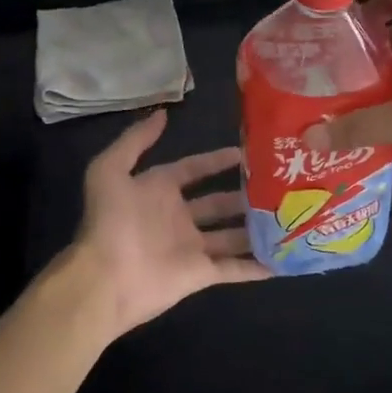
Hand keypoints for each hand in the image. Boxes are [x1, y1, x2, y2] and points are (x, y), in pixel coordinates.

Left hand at [60, 109, 268, 338]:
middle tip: (276, 184)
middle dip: (244, 194)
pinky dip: (257, 265)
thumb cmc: (110, 221)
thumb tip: (163, 113)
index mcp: (159, 191)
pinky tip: (284, 258)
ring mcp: (192, 247)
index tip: (245, 152)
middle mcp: (178, 217)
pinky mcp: (201, 274)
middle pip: (218, 203)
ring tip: (288, 215)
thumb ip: (135, 140)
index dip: (216, 160)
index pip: (193, 169)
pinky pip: (234, 268)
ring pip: (232, 234)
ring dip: (256, 227)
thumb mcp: (109, 170)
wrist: (104, 278)